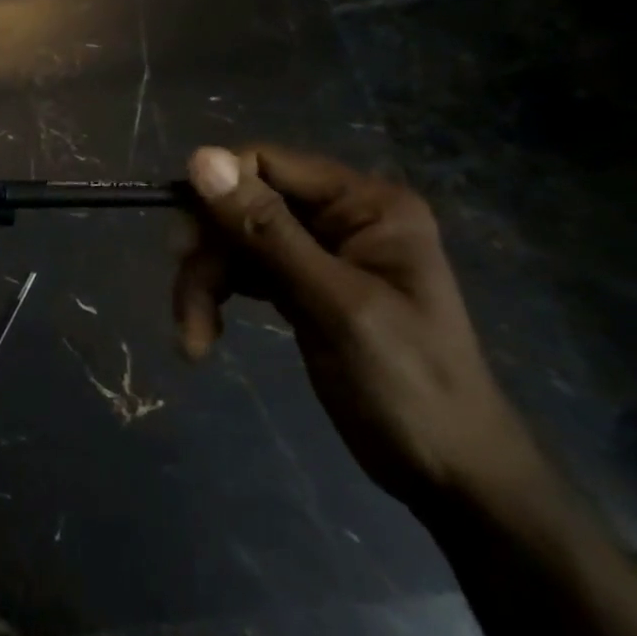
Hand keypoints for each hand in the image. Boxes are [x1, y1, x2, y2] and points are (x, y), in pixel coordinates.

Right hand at [174, 144, 537, 508]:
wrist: (452, 477)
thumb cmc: (409, 385)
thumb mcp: (335, 304)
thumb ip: (268, 230)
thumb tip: (200, 158)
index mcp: (365, 204)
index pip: (267, 164)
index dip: (217, 194)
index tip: (184, 244)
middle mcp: (340, 216)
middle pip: (242, 206)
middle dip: (208, 254)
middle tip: (186, 305)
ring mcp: (319, 251)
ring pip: (232, 241)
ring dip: (204, 284)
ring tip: (193, 337)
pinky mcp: (299, 285)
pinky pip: (241, 271)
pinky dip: (216, 298)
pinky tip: (203, 336)